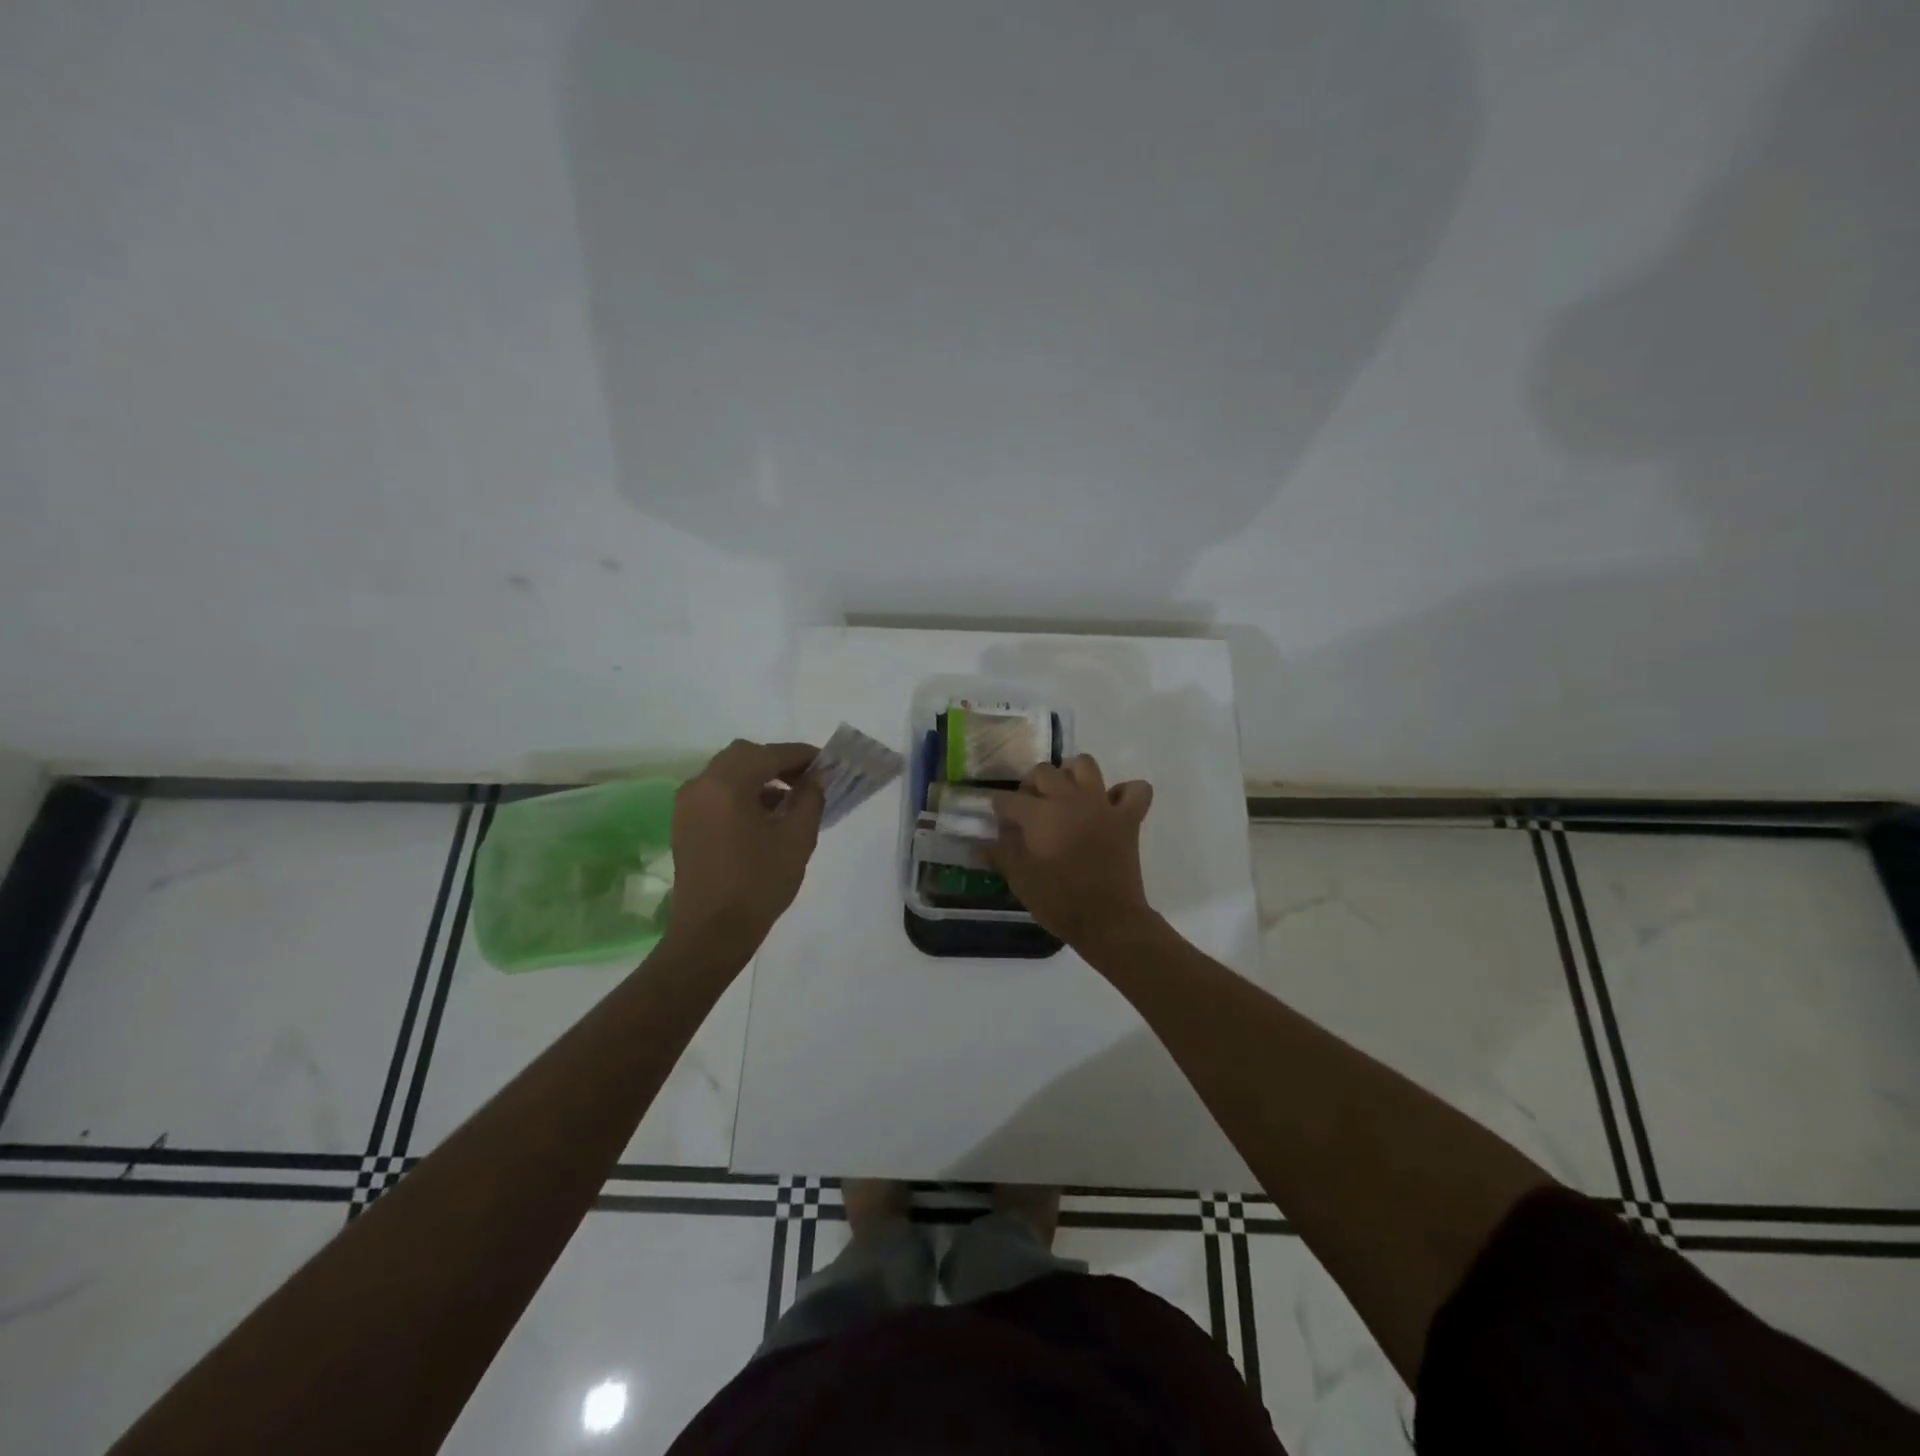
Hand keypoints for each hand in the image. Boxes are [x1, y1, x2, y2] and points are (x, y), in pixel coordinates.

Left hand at [663, 739, 825, 951]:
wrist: (712, 932)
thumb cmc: (759, 883)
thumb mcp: (797, 838)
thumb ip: (810, 798)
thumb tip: (816, 777)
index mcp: (727, 784)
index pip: (771, 754)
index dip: (802, 755)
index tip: (827, 763)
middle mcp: (701, 785)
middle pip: (744, 755)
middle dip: (778, 761)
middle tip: (807, 778)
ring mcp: (688, 804)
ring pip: (728, 772)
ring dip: (759, 776)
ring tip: (790, 798)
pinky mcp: (684, 822)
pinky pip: (716, 792)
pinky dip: (741, 792)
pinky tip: (764, 815)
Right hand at [990, 754, 1155, 947]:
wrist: (1108, 920)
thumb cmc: (1059, 901)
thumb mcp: (1020, 880)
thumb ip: (1000, 855)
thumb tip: (979, 845)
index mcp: (1039, 814)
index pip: (1008, 799)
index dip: (1000, 809)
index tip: (1000, 822)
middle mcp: (1069, 799)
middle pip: (1043, 772)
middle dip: (1032, 785)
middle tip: (1031, 807)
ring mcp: (1101, 804)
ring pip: (1085, 764)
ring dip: (1073, 773)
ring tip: (1067, 793)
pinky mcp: (1128, 817)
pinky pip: (1136, 790)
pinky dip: (1125, 792)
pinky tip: (1112, 805)